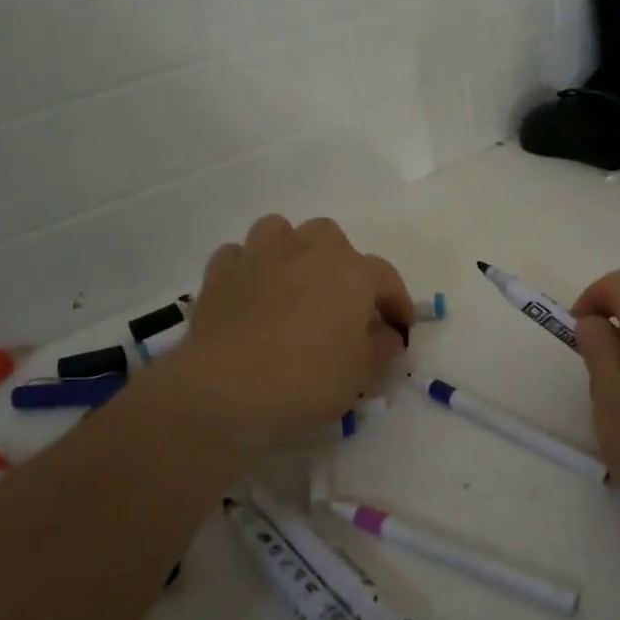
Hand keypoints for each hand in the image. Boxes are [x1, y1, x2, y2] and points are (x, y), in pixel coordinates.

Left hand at [170, 215, 413, 450]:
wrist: (226, 390)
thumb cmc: (306, 381)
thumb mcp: (360, 374)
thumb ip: (380, 347)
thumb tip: (386, 334)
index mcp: (351, 272)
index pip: (386, 278)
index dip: (396, 303)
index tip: (399, 328)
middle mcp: (307, 250)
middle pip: (331, 238)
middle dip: (340, 264)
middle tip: (340, 302)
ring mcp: (260, 255)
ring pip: (280, 230)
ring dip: (291, 250)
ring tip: (292, 283)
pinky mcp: (220, 271)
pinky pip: (239, 254)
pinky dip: (248, 268)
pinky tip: (250, 293)